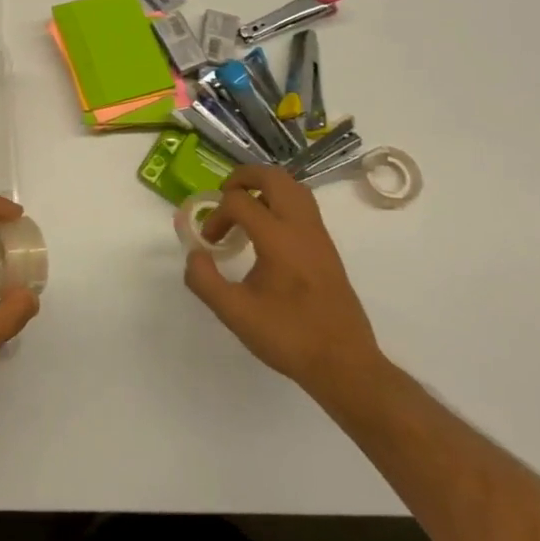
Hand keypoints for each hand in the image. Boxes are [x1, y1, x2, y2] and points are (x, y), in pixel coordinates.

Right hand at [184, 165, 385, 400]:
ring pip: (293, 187)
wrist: (345, 364)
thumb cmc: (289, 337)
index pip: (239, 201)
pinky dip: (279, 203)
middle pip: (273, 177)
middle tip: (223, 197)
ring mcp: (319, 235)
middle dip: (242, 178)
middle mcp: (302, 227)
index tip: (210, 243)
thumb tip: (194, 254)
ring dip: (264, 188)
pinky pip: (303, 206)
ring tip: (243, 209)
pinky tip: (265, 233)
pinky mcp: (327, 248)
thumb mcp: (235, 314)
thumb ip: (204, 281)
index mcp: (278, 238)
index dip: (216, 216)